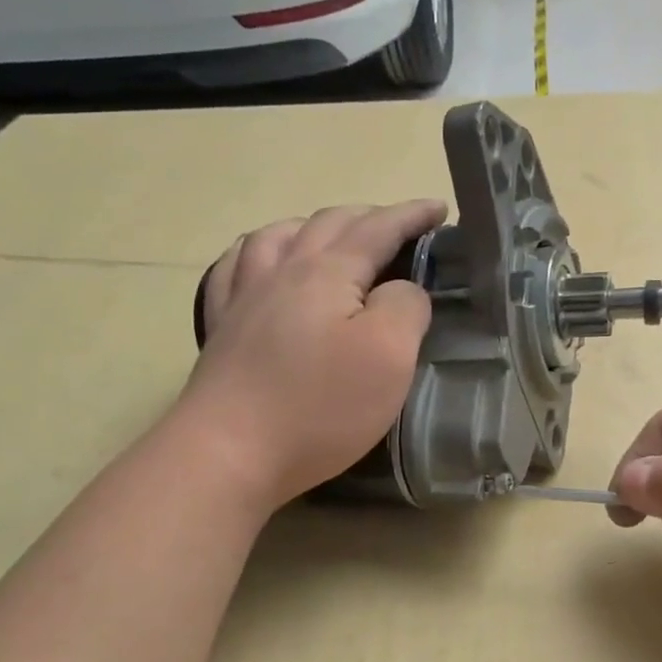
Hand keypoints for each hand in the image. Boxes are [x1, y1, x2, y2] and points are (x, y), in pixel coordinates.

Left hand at [183, 200, 447, 508]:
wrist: (228, 451)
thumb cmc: (319, 405)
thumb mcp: (389, 355)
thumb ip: (406, 307)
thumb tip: (403, 289)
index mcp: (327, 272)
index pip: (378, 228)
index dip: (411, 216)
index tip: (439, 209)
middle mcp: (282, 271)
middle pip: (328, 224)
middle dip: (370, 217)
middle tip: (400, 228)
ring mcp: (244, 297)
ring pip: (278, 236)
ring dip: (314, 226)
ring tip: (332, 237)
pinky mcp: (222, 328)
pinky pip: (236, 268)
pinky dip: (258, 252)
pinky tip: (260, 263)